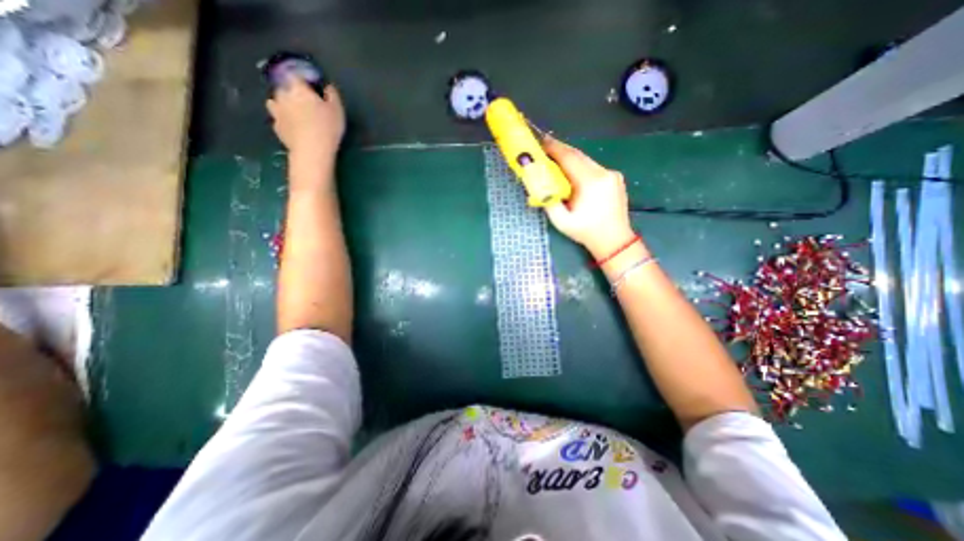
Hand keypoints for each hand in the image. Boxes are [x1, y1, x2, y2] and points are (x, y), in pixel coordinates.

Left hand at [267, 77, 346, 157]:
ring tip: (293, 113)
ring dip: (282, 105)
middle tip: (304, 103)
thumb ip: (332, 95)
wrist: (312, 150)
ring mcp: (277, 111)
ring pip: (274, 102)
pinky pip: (277, 119)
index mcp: (298, 89)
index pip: (296, 76)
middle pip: (283, 88)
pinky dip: (283, 121)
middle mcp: (283, 95)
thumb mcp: (337, 110)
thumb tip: (328, 87)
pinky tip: (292, 127)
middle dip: (291, 92)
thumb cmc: (327, 127)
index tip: (311, 87)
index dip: (303, 81)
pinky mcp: (276, 127)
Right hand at [545, 137, 636, 260]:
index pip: (570, 158)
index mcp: (591, 183)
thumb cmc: (586, 232)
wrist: (615, 241)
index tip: (541, 142)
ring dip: (570, 158)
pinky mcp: (615, 178)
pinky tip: (572, 171)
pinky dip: (580, 166)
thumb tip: (539, 185)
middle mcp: (604, 173)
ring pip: (586, 160)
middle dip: (561, 150)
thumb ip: (549, 201)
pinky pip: (593, 167)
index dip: (554, 148)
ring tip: (555, 158)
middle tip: (545, 147)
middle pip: (579, 155)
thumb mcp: (561, 221)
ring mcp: (612, 174)